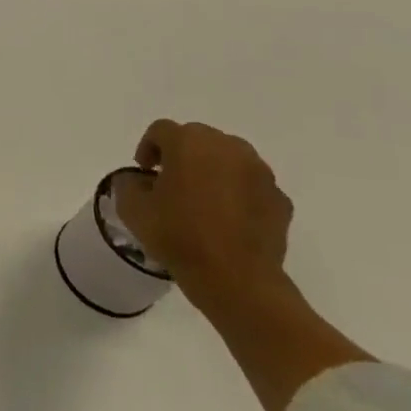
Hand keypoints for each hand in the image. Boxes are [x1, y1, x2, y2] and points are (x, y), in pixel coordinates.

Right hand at [114, 120, 292, 306]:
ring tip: (202, 198)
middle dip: (182, 154)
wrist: (237, 280)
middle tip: (171, 181)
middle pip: (198, 138)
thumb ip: (129, 183)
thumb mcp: (132, 208)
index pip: (162, 130)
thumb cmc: (179, 237)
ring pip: (230, 158)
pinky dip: (238, 192)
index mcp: (189, 144)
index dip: (148, 147)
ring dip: (212, 169)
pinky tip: (227, 218)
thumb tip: (140, 180)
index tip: (144, 172)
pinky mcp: (281, 200)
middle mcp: (229, 149)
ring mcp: (260, 173)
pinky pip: (252, 185)